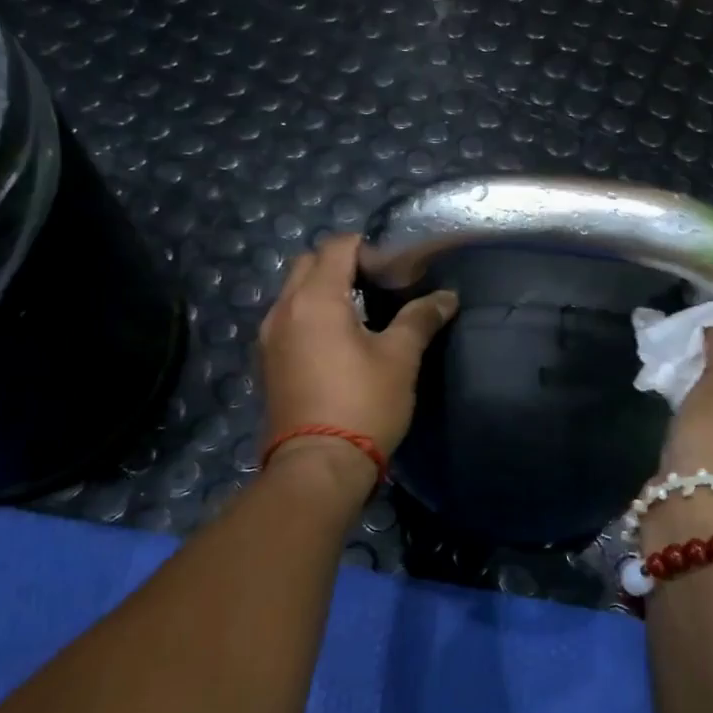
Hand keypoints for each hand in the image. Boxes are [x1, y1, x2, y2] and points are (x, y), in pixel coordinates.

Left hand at [257, 234, 458, 480]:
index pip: (337, 246)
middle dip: (340, 263)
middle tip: (375, 286)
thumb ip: (420, 318)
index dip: (367, 248)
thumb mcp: (399, 359)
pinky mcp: (266, 363)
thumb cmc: (363, 404)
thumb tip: (446, 296)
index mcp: (315, 298)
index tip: (393, 270)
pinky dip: (308, 315)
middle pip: (308, 263)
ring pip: (293, 292)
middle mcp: (284, 309)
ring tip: (358, 314)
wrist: (318, 466)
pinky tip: (336, 343)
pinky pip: (287, 320)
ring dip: (322, 290)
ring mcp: (269, 337)